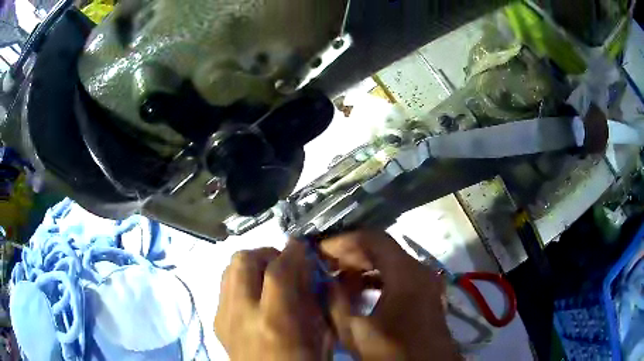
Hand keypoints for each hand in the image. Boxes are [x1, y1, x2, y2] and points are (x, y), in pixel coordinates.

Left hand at [215, 241, 332, 360]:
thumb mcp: (320, 336)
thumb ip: (313, 300)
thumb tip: (306, 271)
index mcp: (274, 322)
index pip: (278, 271)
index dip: (292, 252)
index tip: (302, 246)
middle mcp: (242, 314)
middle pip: (243, 260)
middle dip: (266, 253)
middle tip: (283, 263)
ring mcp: (223, 316)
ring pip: (229, 269)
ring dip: (251, 265)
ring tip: (268, 277)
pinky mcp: (216, 320)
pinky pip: (225, 286)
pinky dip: (241, 281)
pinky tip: (254, 296)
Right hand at [321, 230, 460, 360]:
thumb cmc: (392, 352)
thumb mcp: (355, 331)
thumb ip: (336, 302)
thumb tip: (325, 281)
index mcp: (406, 274)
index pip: (373, 239)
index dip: (344, 241)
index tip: (321, 251)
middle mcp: (420, 270)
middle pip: (383, 248)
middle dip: (352, 253)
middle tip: (326, 263)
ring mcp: (426, 282)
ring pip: (392, 262)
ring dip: (364, 266)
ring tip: (338, 276)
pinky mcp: (426, 293)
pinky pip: (400, 275)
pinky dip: (378, 277)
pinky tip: (360, 290)